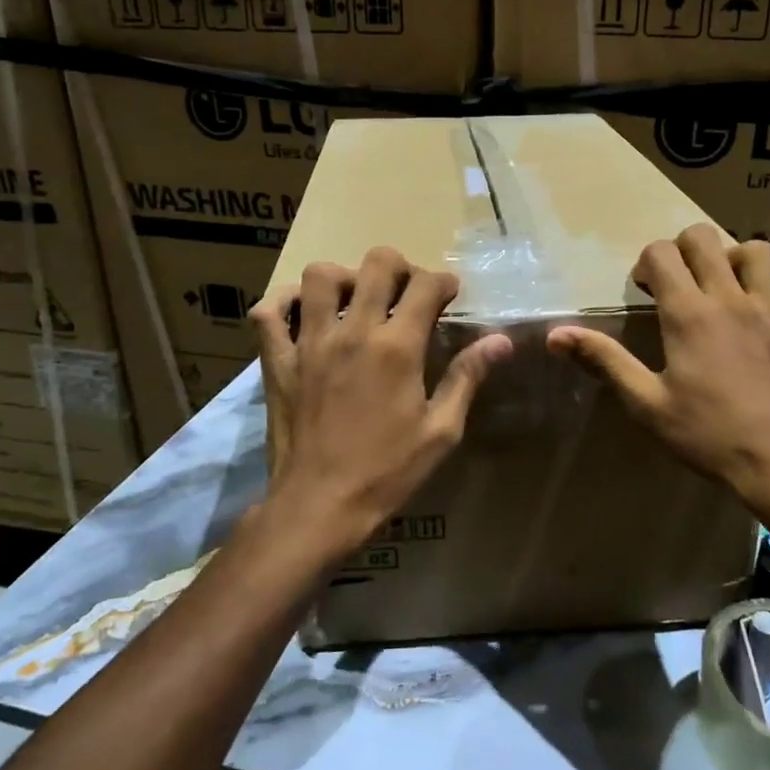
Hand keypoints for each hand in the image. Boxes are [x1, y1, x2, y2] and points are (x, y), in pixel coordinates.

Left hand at [250, 247, 511, 561]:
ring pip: (320, 276)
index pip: (426, 285)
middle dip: (400, 267)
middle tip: (406, 291)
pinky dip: (284, 302)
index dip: (444, 282)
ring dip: (344, 278)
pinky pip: (268, 312)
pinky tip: (304, 313)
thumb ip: (467, 377)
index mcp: (398, 348)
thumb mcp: (441, 431)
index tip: (448, 295)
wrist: (319, 506)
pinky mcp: (277, 360)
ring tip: (356, 300)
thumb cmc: (386, 472)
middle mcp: (353, 332)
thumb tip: (501, 340)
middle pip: (377, 264)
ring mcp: (309, 342)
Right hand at [547, 223, 769, 539]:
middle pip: (706, 238)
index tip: (645, 293)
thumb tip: (555, 334)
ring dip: (736, 260)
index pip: (661, 253)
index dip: (646, 264)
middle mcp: (732, 300)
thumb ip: (603, 360)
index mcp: (689, 314)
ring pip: (759, 253)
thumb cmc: (708, 436)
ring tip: (725, 289)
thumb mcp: (646, 403)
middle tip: (678, 284)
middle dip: (683, 249)